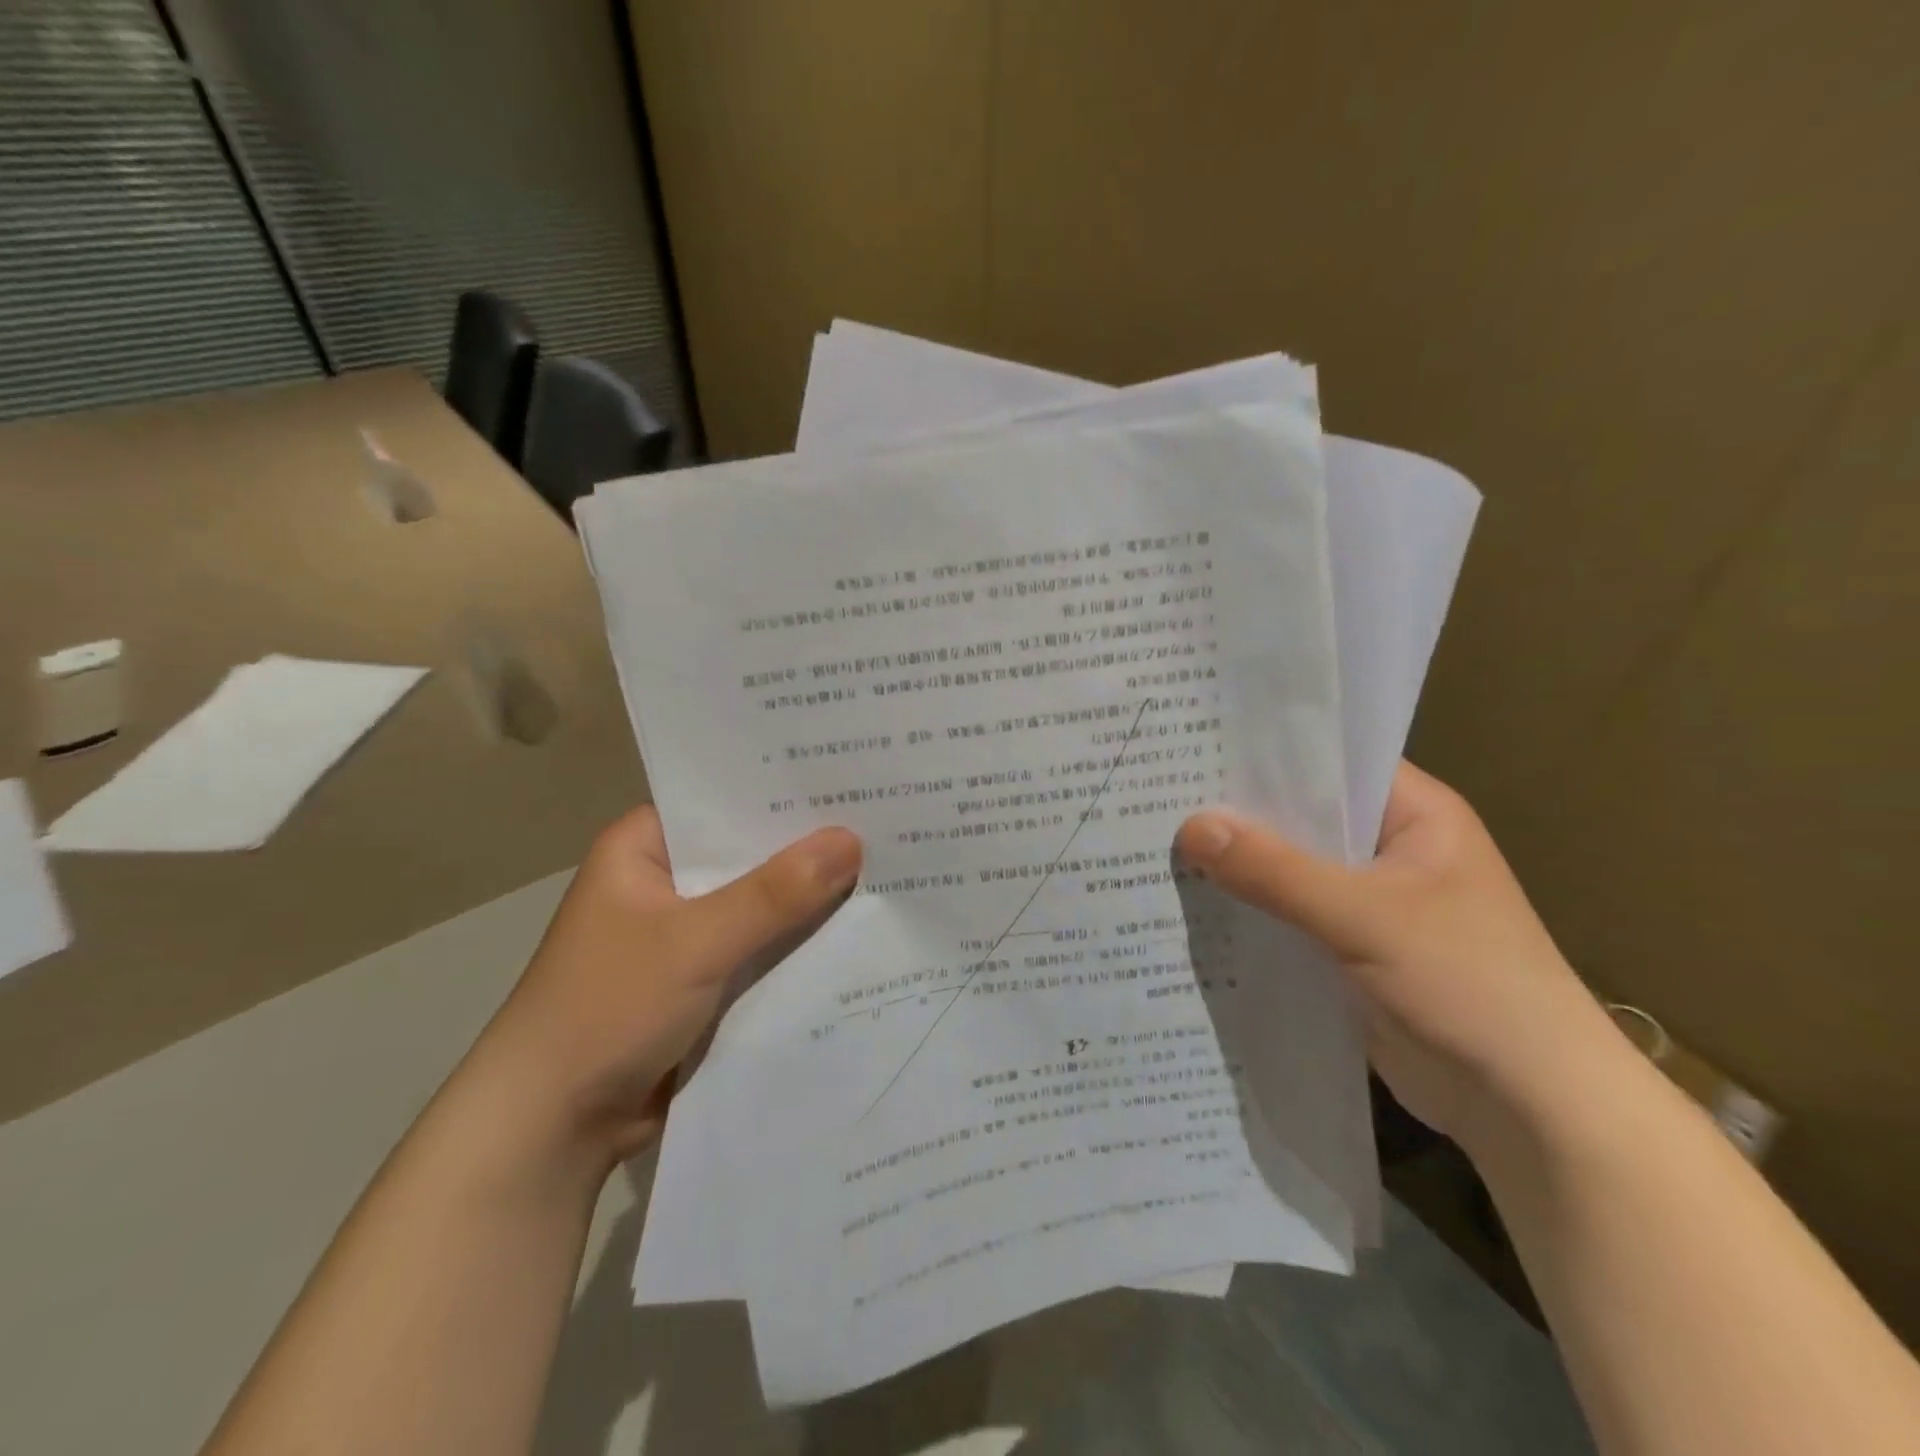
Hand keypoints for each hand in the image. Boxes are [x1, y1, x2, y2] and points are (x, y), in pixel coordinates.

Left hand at [470, 806, 861, 1167]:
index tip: (851, 775)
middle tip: (886, 821)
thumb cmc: (607, 1009)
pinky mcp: (705, 979)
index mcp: (645, 848)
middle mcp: (667, 881)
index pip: (725, 800)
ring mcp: (687, 933)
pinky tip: (858, 931)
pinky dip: (797, 944)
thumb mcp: (695, 942)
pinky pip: (762, 948)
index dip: (785, 791)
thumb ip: (775, 893)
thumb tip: (852, 840)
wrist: (552, 1129)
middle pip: (750, 853)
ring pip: (761, 904)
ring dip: (809, 899)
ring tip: (892, 869)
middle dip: (809, 848)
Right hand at [1176, 762, 1627, 1150]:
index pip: (1329, 760)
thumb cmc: (1467, 984)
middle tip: (1159, 791)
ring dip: (1238, 864)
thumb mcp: (1364, 916)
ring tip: (1160, 840)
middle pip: (1301, 815)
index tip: (1194, 743)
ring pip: (1289, 867)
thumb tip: (1189, 827)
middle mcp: (1389, 847)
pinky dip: (1250, 909)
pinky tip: (1193, 903)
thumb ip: (1274, 871)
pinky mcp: (1349, 947)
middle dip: (1238, 811)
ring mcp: (1369, 900)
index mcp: (1414, 814)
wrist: (1531, 1107)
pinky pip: (1287, 914)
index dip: (1264, 751)